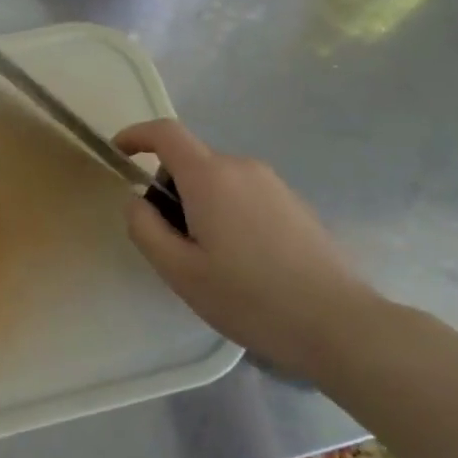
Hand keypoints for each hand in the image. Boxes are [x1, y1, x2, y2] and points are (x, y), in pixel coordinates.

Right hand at [116, 119, 378, 378]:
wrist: (338, 324)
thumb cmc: (248, 297)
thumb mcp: (178, 270)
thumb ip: (144, 227)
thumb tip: (138, 200)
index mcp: (210, 176)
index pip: (165, 133)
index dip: (136, 136)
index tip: (118, 154)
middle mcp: (242, 168)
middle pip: (191, 161)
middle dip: (168, 188)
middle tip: (169, 241)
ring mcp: (274, 184)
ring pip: (217, 180)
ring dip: (198, 204)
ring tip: (207, 259)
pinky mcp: (294, 204)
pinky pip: (243, 194)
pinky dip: (226, 213)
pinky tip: (241, 263)